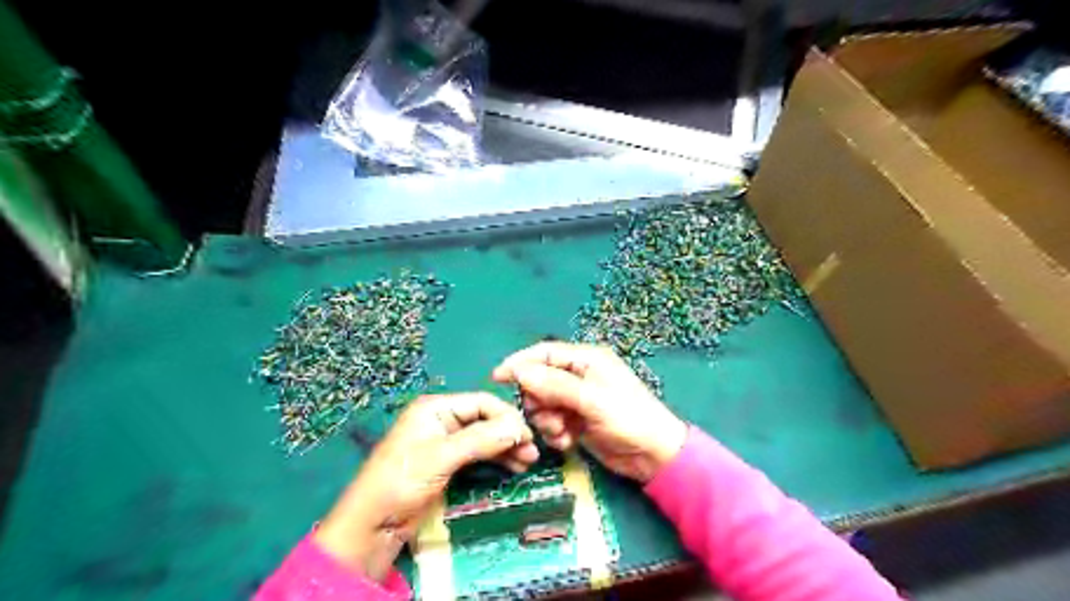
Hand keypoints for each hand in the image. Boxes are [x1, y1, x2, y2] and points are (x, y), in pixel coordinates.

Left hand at [314, 393, 538, 578]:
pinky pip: (480, 453)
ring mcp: (447, 441)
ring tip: (528, 462)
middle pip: (486, 419)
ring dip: (507, 447)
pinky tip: (514, 466)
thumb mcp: (441, 457)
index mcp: (436, 408)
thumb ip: (480, 440)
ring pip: (485, 437)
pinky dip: (497, 459)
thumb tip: (519, 428)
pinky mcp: (449, 462)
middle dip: (509, 434)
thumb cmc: (402, 482)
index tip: (528, 435)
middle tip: (532, 452)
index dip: (507, 417)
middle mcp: (443, 419)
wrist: (373, 525)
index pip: (481, 403)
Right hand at [490, 343, 684, 482]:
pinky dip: (555, 432)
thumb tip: (519, 371)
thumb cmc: (628, 418)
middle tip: (547, 417)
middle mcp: (580, 375)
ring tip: (561, 432)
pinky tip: (567, 442)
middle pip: (539, 380)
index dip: (520, 362)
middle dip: (537, 401)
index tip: (497, 377)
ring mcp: (578, 399)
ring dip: (546, 420)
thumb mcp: (591, 400)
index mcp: (586, 359)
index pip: (544, 353)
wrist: (654, 456)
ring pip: (543, 403)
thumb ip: (555, 385)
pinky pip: (552, 421)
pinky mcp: (577, 420)